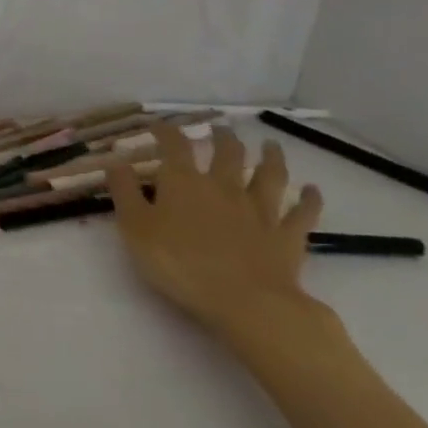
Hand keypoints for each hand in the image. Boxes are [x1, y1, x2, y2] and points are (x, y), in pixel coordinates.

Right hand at [107, 124, 327, 346]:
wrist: (246, 303)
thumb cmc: (180, 263)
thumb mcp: (136, 228)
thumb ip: (124, 192)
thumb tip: (115, 161)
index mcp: (184, 182)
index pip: (174, 146)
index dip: (166, 132)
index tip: (159, 125)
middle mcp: (224, 187)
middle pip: (227, 154)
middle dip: (222, 138)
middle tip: (220, 129)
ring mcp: (260, 211)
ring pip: (268, 175)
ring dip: (270, 158)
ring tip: (270, 146)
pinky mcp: (287, 237)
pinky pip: (302, 213)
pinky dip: (309, 200)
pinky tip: (312, 191)